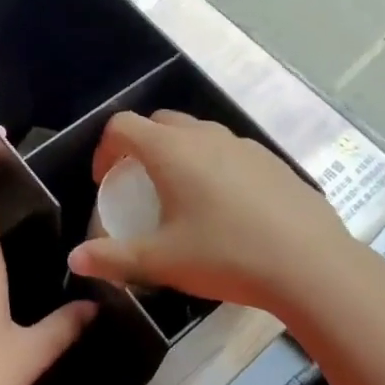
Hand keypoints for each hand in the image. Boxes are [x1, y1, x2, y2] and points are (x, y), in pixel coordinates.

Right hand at [66, 110, 358, 313]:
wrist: (309, 263)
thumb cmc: (225, 255)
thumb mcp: (162, 261)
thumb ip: (114, 258)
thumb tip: (74, 260)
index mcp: (170, 150)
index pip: (122, 126)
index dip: (104, 149)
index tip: (105, 182)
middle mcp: (203, 135)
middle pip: (159, 122)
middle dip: (141, 146)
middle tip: (140, 185)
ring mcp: (241, 144)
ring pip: (197, 134)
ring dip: (179, 153)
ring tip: (182, 195)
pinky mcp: (270, 159)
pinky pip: (229, 151)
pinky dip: (213, 165)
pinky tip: (227, 207)